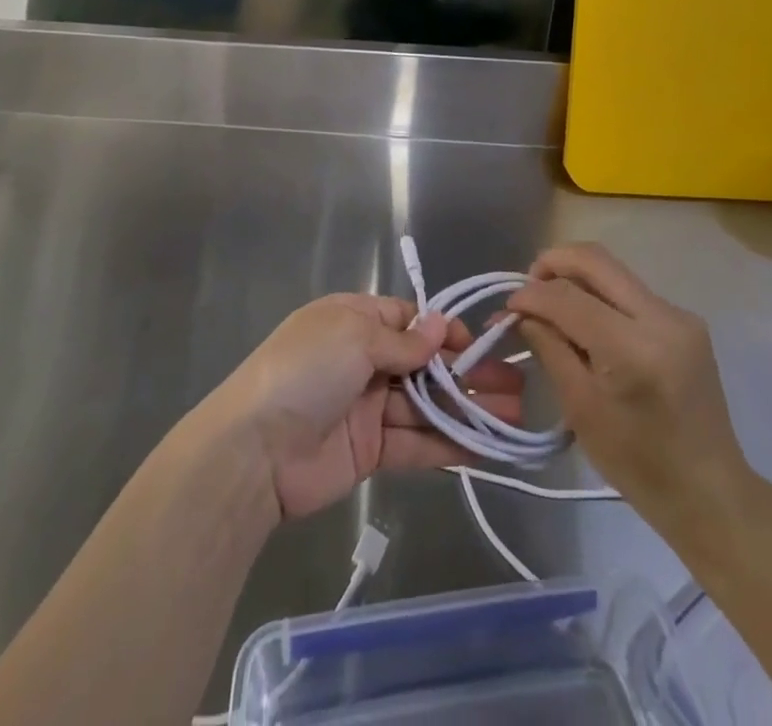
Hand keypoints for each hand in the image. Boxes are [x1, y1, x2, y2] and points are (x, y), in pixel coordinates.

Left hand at [205, 294, 525, 521]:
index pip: (409, 321)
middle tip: (516, 385)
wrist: (255, 449)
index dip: (445, 332)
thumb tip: (440, 327)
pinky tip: (485, 446)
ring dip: (467, 410)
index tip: (481, 345)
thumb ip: (402, 341)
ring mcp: (367, 407)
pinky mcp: (370, 451)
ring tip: (514, 417)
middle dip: (467, 373)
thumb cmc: (305, 370)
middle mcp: (363, 360)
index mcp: (353, 321)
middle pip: (425, 364)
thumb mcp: (353, 337)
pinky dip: (448, 444)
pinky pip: (416, 443)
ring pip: (427, 405)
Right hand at [507, 244, 750, 544]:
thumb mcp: (581, 409)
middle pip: (595, 260)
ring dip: (575, 277)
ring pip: (613, 270)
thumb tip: (520, 313)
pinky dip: (599, 294)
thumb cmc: (639, 465)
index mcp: (634, 350)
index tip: (506, 307)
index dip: (530, 295)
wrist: (710, 492)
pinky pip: (629, 290)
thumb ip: (550, 348)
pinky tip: (584, 320)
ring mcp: (679, 315)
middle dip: (552, 263)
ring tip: (549, 303)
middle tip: (526, 286)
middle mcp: (661, 318)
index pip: (568, 297)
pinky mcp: (685, 320)